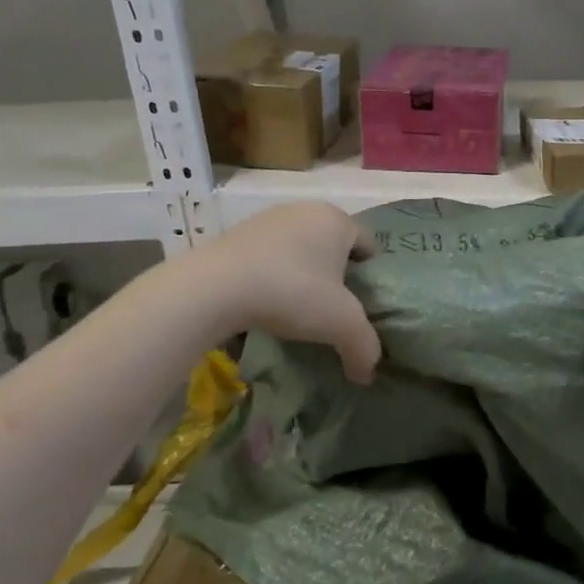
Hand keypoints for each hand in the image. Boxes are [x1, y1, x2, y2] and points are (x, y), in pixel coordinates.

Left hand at [203, 204, 381, 382]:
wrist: (213, 288)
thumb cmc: (292, 292)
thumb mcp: (341, 325)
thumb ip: (364, 347)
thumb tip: (367, 373)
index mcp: (336, 220)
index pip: (369, 245)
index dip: (370, 275)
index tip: (361, 304)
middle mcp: (305, 210)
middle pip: (333, 246)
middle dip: (335, 275)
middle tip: (332, 310)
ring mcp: (267, 220)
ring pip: (299, 250)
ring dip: (302, 276)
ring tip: (295, 310)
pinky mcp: (236, 235)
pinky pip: (268, 257)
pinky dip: (272, 276)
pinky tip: (265, 303)